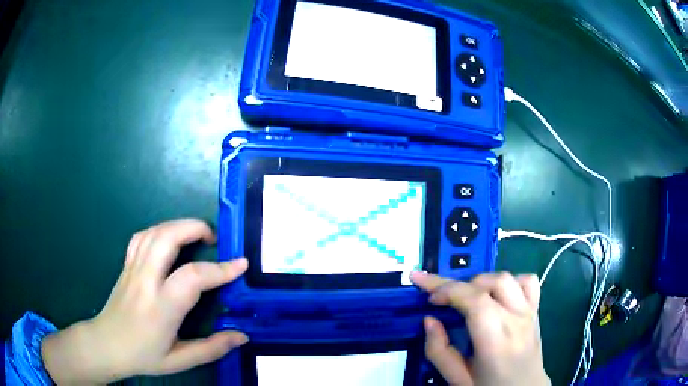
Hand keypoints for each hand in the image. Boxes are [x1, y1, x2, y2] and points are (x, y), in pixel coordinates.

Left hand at [42, 219, 248, 384]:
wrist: (106, 345)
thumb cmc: (143, 355)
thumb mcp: (179, 360)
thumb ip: (211, 348)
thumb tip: (241, 336)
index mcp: (161, 307)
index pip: (193, 277)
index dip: (220, 269)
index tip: (240, 264)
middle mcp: (145, 280)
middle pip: (168, 237)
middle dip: (194, 228)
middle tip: (214, 238)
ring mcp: (133, 269)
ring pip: (154, 231)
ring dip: (178, 225)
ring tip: (195, 234)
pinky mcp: (126, 265)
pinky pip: (141, 237)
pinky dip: (159, 230)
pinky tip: (168, 240)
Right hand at [412, 272, 549, 385]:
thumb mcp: (457, 379)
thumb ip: (439, 351)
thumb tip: (429, 319)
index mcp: (496, 340)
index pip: (474, 300)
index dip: (446, 288)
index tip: (424, 289)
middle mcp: (516, 319)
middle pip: (488, 283)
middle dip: (458, 284)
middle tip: (440, 298)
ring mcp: (529, 312)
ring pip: (506, 277)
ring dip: (480, 281)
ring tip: (466, 297)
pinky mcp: (535, 310)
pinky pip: (527, 281)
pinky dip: (509, 280)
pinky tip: (498, 294)